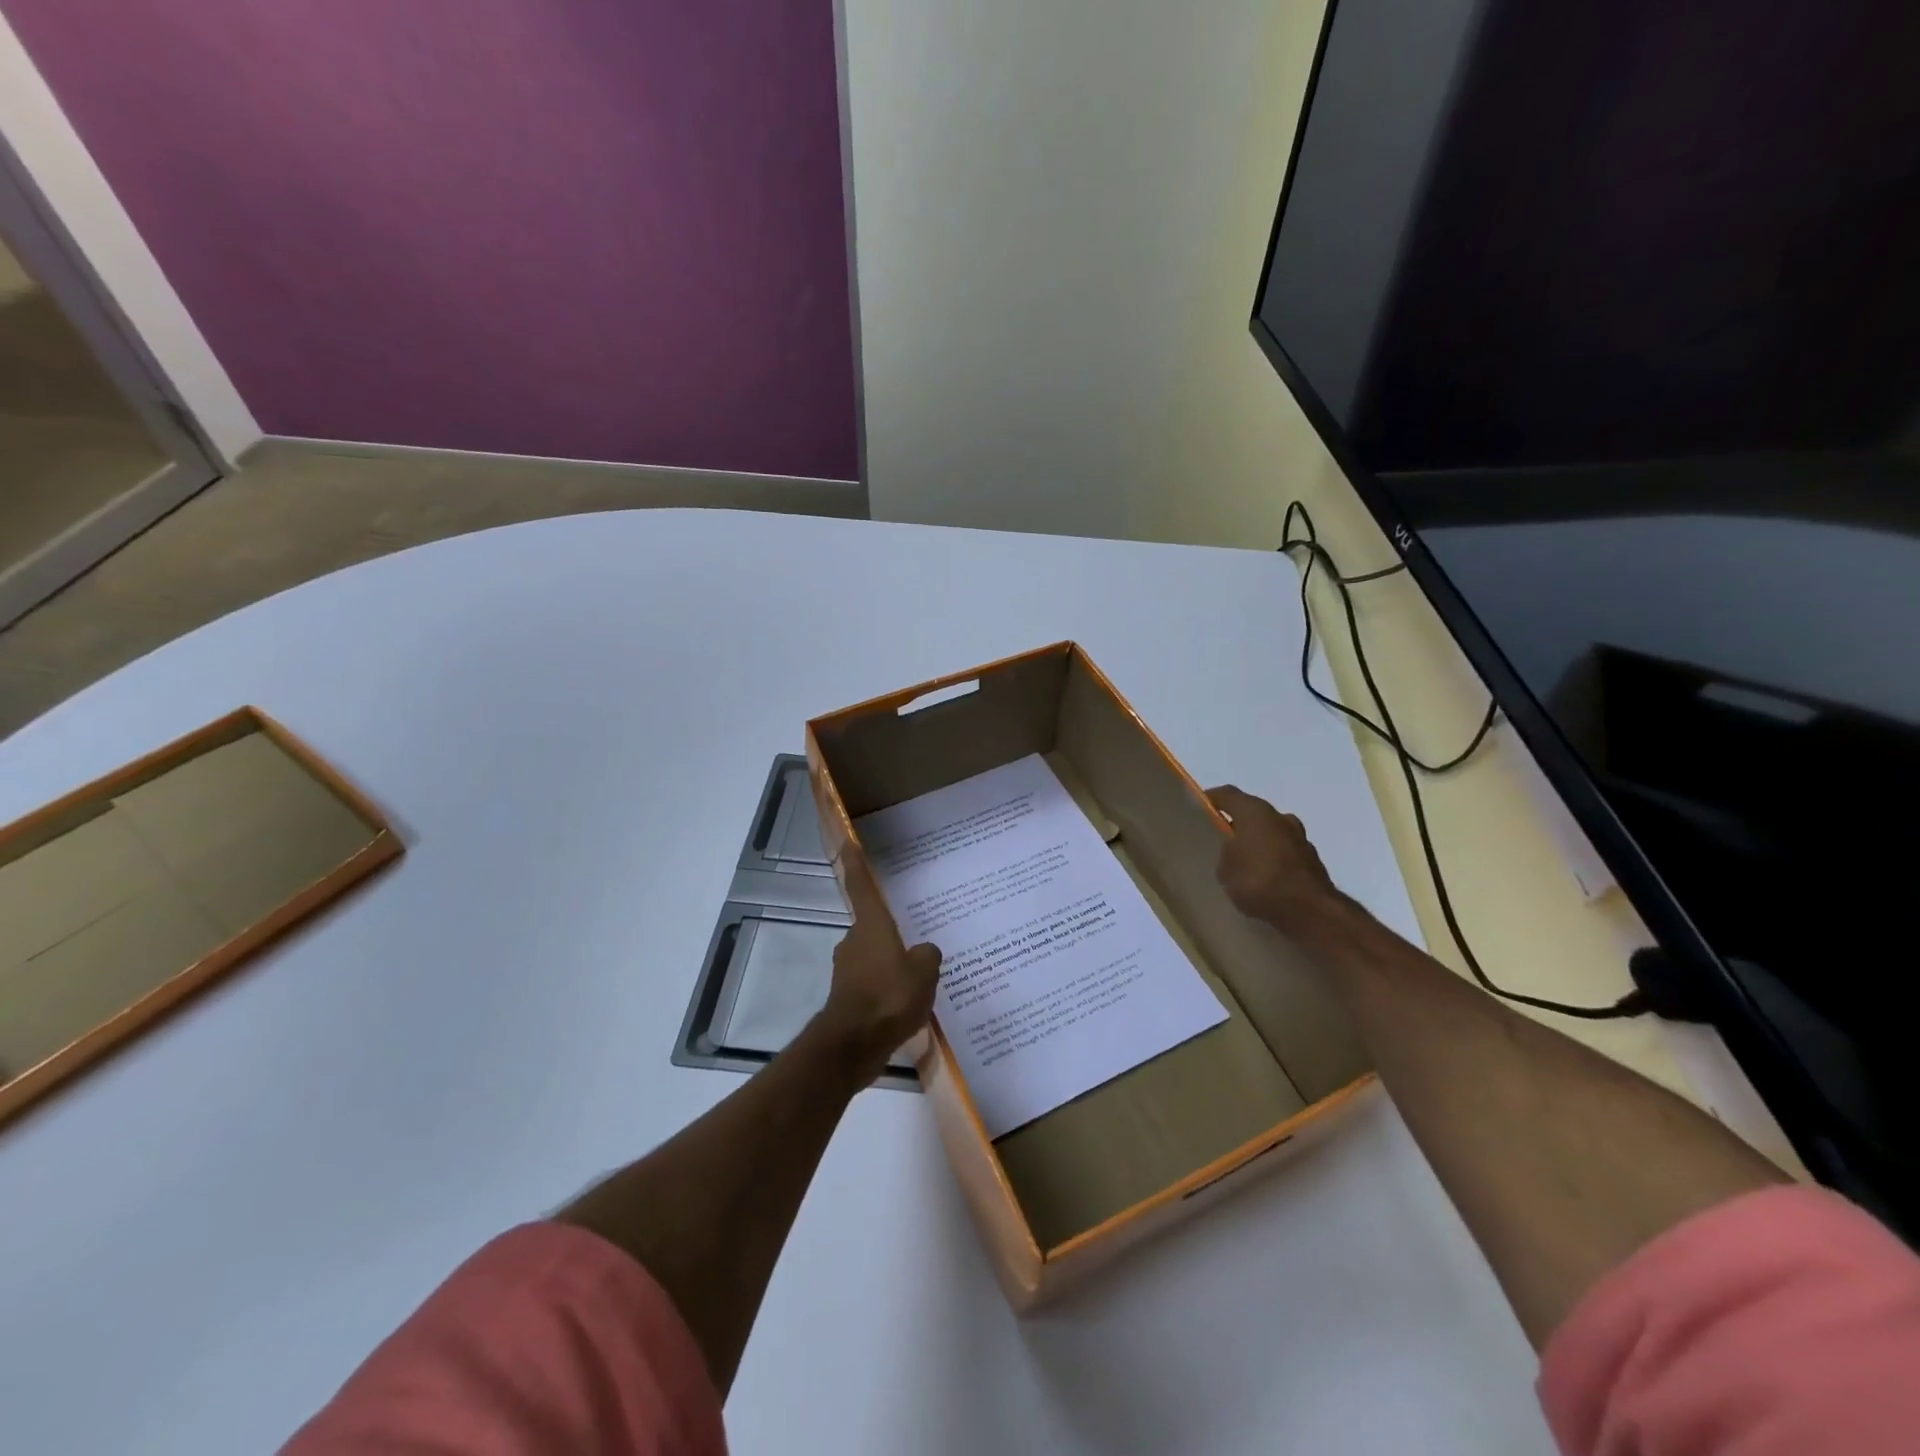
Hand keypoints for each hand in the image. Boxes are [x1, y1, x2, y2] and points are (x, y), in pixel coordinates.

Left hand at [818, 844, 941, 1084]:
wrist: (853, 1045)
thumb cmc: (889, 997)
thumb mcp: (924, 972)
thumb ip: (928, 955)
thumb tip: (923, 952)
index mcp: (871, 926)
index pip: (861, 886)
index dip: (856, 864)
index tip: (848, 844)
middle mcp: (855, 941)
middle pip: (873, 926)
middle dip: (891, 931)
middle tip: (916, 936)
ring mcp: (848, 970)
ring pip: (874, 957)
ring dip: (891, 963)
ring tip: (919, 977)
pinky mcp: (848, 998)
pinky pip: (873, 984)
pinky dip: (888, 989)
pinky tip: (908, 1005)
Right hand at [1208, 785, 1344, 932]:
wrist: (1311, 911)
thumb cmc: (1259, 880)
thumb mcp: (1225, 869)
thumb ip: (1225, 854)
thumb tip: (1233, 852)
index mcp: (1255, 812)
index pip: (1227, 794)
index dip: (1212, 799)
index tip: (1199, 808)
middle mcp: (1280, 818)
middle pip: (1253, 814)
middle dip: (1237, 824)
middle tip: (1221, 841)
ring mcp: (1300, 839)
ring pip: (1271, 834)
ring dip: (1258, 844)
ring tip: (1243, 864)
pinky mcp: (1313, 861)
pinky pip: (1284, 854)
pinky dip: (1273, 861)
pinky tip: (1263, 880)